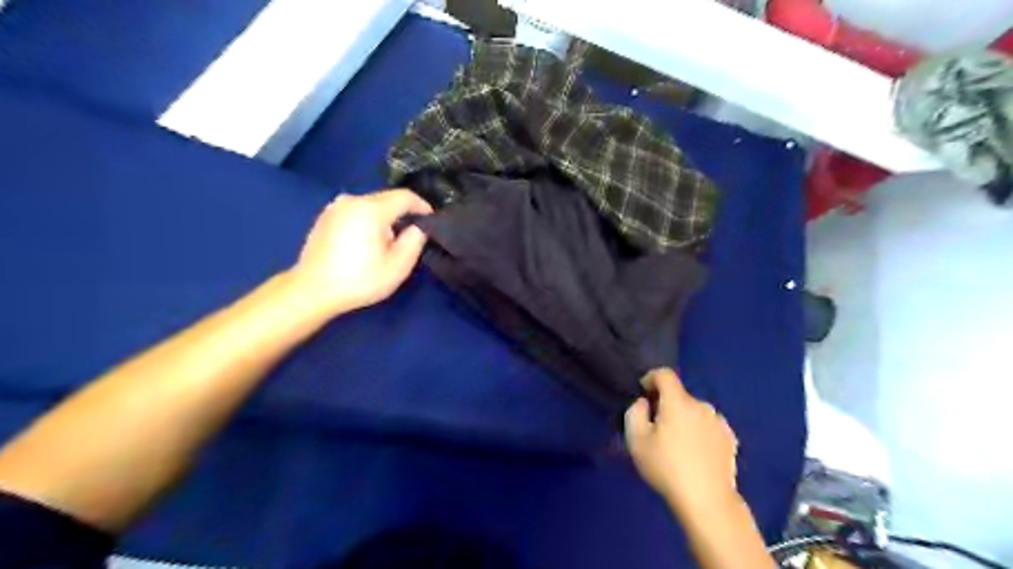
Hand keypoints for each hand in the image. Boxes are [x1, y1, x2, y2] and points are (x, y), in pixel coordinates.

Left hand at [294, 188, 435, 315]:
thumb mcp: (397, 267)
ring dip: (384, 218)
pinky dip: (366, 222)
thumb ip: (414, 242)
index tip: (431, 219)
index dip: (422, 205)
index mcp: (371, 209)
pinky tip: (366, 243)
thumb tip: (418, 227)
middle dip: (402, 213)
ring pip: (370, 206)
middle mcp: (352, 200)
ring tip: (388, 242)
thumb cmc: (359, 280)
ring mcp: (335, 207)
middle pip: (386, 199)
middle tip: (411, 235)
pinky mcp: (325, 218)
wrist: (312, 291)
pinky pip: (355, 212)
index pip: (404, 196)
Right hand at [622, 370, 742, 514]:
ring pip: (695, 411)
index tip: (642, 393)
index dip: (650, 378)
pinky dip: (699, 432)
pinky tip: (695, 454)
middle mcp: (701, 405)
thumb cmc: (666, 468)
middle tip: (656, 429)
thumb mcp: (636, 441)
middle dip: (666, 405)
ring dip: (684, 419)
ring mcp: (719, 421)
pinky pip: (708, 426)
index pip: (664, 374)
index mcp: (678, 402)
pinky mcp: (730, 439)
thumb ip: (634, 413)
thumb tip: (643, 402)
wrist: (707, 501)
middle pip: (679, 395)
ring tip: (677, 444)